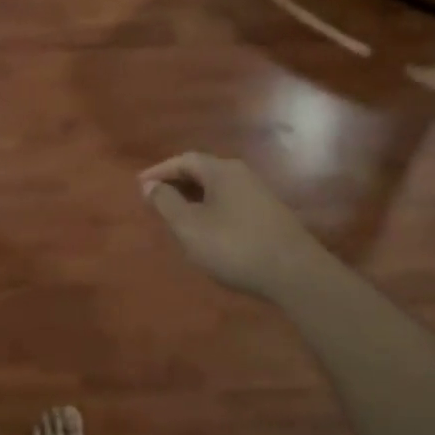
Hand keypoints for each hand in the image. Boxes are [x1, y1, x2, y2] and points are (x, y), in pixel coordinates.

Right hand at [140, 152, 331, 297]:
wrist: (295, 273)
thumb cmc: (234, 246)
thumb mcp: (190, 227)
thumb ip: (166, 203)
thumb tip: (150, 185)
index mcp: (221, 170)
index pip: (184, 160)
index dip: (159, 171)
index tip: (140, 186)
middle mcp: (241, 174)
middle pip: (202, 171)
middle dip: (176, 184)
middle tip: (155, 201)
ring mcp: (259, 194)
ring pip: (217, 189)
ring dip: (194, 199)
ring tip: (176, 218)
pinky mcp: (269, 215)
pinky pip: (230, 203)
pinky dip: (211, 211)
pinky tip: (207, 232)